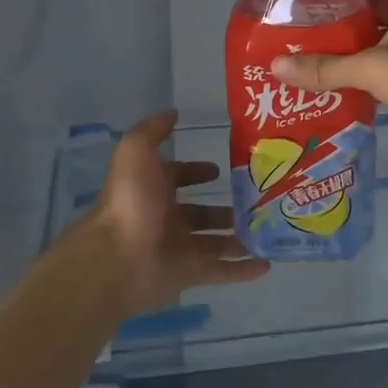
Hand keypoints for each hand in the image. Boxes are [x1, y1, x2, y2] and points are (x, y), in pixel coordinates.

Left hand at [93, 111, 267, 314]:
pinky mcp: (189, 274)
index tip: (219, 169)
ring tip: (267, 230)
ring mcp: (179, 248)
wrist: (119, 256)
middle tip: (256, 201)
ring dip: (238, 237)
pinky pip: (221, 271)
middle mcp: (165, 218)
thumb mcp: (136, 151)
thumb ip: (153, 129)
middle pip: (200, 212)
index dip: (196, 171)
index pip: (178, 176)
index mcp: (153, 189)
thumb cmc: (131, 200)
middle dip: (224, 208)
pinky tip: (266, 264)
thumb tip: (173, 113)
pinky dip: (242, 270)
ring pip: (214, 242)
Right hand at [271, 0, 387, 166]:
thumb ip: (326, 68)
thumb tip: (277, 68)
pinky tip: (344, 81)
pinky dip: (370, 66)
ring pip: (384, 34)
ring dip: (354, 42)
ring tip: (317, 52)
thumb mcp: (374, 68)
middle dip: (341, 11)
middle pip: (375, 2)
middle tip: (305, 23)